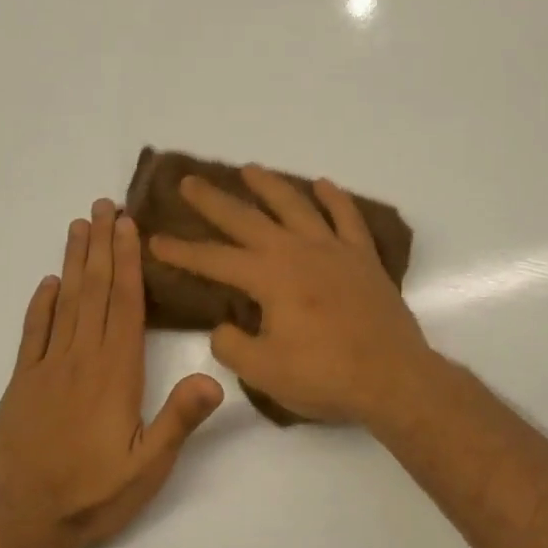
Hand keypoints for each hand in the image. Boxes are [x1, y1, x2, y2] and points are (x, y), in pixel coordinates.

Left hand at [0, 199, 222, 547]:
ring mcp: (47, 369)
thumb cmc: (94, 494)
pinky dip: (40, 305)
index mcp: (116, 373)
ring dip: (73, 263)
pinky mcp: (23, 384)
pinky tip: (47, 283)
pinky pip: (33, 334)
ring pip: (64, 303)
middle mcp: (81, 359)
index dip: (127, 262)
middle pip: (94, 292)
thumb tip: (214, 376)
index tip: (127, 226)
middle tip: (103, 206)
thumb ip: (179, 419)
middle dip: (101, 247)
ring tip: (78, 227)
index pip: (125, 305)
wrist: (24, 521)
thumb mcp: (149, 465)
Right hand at [149, 167, 432, 424]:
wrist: (392, 378)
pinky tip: (323, 185)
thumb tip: (223, 326)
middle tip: (189, 181)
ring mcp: (334, 250)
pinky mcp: (364, 258)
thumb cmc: (325, 376)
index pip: (214, 260)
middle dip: (214, 201)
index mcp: (269, 278)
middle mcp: (298, 252)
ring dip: (269, 186)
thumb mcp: (263, 371)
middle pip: (248, 219)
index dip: (182, 251)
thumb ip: (232, 345)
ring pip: (296, 205)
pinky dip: (334, 199)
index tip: (155, 239)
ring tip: (249, 170)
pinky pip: (348, 218)